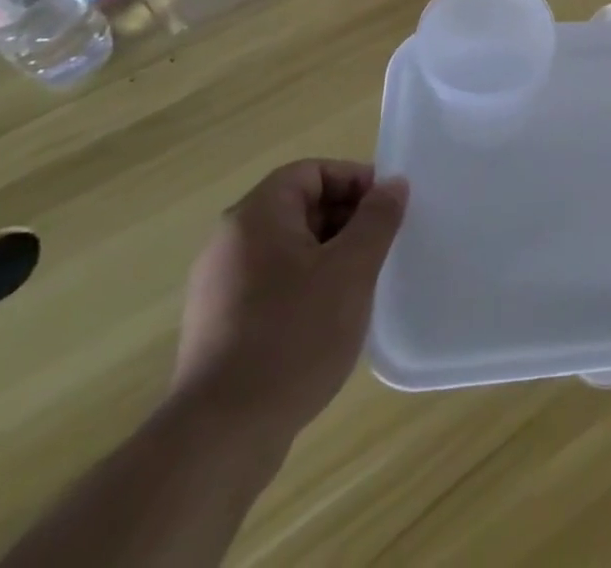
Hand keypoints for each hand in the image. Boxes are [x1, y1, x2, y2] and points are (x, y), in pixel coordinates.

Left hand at [171, 159, 407, 445]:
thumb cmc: (293, 335)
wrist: (220, 438)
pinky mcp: (218, 326)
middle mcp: (229, 242)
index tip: (386, 209)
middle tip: (379, 247)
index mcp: (255, 216)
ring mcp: (218, 286)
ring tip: (359, 284)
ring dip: (328, 254)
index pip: (311, 172)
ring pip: (287, 247)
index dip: (354, 181)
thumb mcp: (352, 269)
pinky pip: (271, 283)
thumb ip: (377, 218)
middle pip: (298, 206)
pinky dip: (304, 286)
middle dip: (345, 219)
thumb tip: (393, 184)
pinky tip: (327, 320)